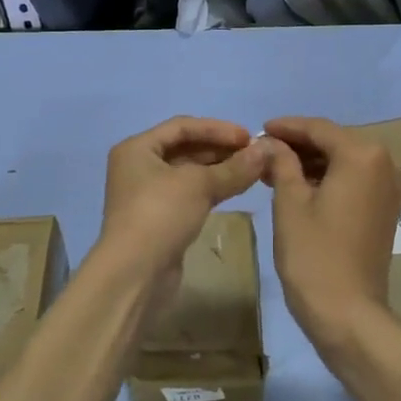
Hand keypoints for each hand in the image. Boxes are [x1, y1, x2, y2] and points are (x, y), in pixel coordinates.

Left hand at [99, 116, 268, 285]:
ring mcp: (148, 195)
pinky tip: (235, 189)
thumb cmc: (160, 215)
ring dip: (219, 169)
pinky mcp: (159, 219)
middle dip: (220, 149)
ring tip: (251, 170)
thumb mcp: (199, 185)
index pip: (182, 126)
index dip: (217, 128)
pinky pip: (189, 194)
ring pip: (189, 173)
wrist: (135, 274)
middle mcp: (139, 167)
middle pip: (185, 148)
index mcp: (137, 148)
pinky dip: (211, 189)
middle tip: (254, 154)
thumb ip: (233, 167)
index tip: (248, 136)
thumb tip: (265, 151)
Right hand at [259, 117, 400, 358]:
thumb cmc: (314, 254)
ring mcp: (390, 188)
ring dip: (313, 163)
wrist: (348, 313)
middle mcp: (385, 164)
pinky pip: (356, 180)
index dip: (287, 127)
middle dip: (299, 145)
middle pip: (335, 142)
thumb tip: (271, 143)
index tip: (259, 130)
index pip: (319, 129)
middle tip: (264, 151)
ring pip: (345, 161)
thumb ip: (282, 163)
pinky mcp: (387, 209)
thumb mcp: (290, 203)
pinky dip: (329, 178)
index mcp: (363, 156)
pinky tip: (300, 186)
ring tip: (275, 170)